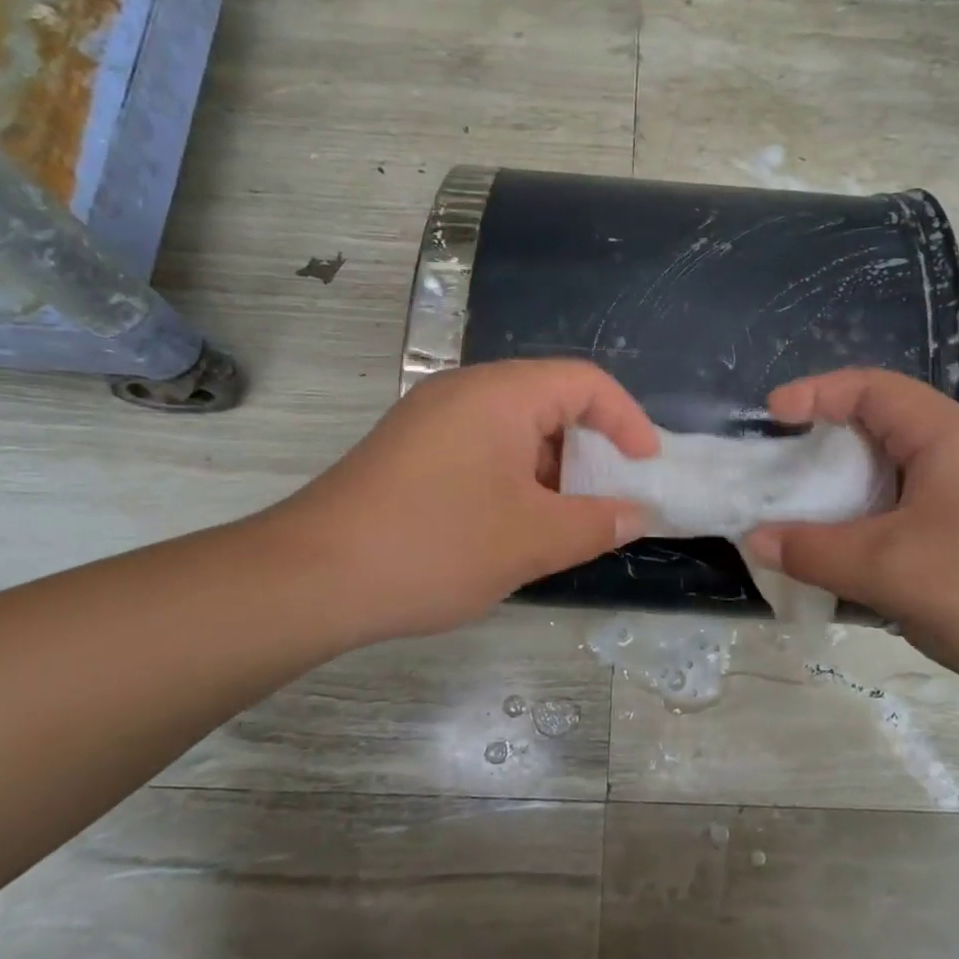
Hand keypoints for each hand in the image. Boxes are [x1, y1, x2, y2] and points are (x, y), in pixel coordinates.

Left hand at [265, 360, 656, 647]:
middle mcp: (464, 391)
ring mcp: (431, 420)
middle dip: (590, 449)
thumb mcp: (532, 540)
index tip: (647, 465)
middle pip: (549, 401)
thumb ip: (597, 523)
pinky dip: (513, 478)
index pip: (585, 381)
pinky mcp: (409, 451)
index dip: (627, 419)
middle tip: (611, 498)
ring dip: (551, 470)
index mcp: (500, 394)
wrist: (311, 577)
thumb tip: (636, 514)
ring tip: (566, 521)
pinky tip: (513, 527)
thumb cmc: (436, 546)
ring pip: (513, 430)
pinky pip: (481, 449)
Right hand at [745, 369, 958, 705]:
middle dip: (826, 443)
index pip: (872, 388)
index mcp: (950, 436)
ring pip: (899, 471)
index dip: (816, 392)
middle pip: (884, 426)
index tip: (771, 416)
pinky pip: (916, 506)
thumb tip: (756, 539)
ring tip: (807, 513)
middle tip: (782, 470)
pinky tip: (855, 554)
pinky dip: (876, 518)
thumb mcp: (888, 570)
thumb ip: (814, 551)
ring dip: (851, 488)